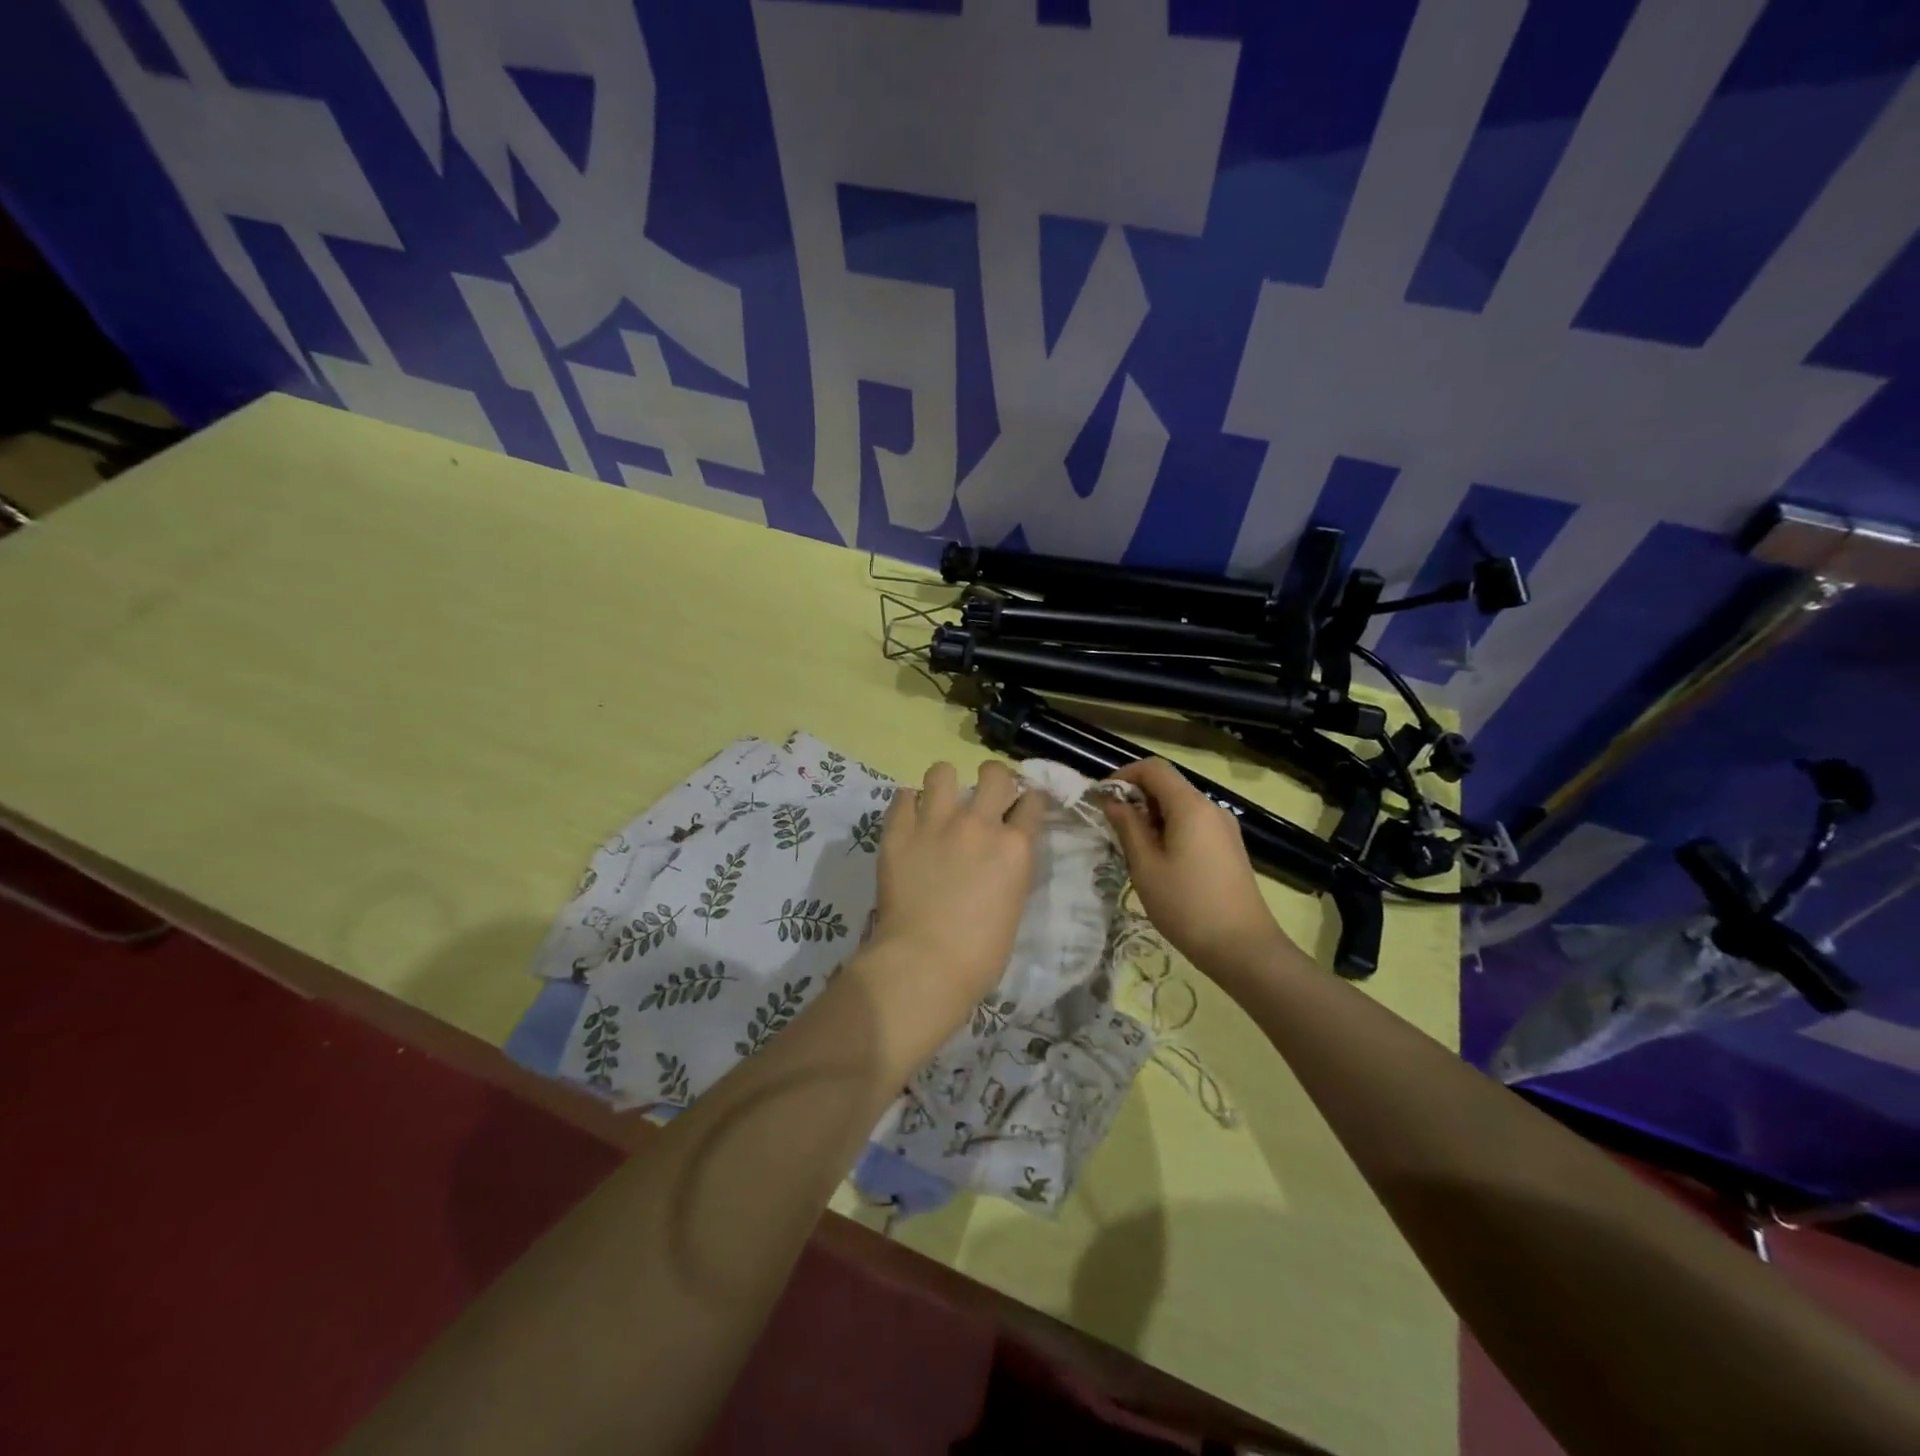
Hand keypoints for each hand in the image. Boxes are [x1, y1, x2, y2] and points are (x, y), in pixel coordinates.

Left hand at [852, 760, 1047, 1066]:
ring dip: (945, 784)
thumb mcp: (1013, 905)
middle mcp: (978, 824)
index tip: (1023, 806)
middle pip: (994, 773)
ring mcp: (935, 823)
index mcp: (1015, 847)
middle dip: (994, 779)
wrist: (924, 964)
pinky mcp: (898, 831)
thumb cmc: (980, 953)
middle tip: (985, 796)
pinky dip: (908, 804)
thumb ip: (1010, 869)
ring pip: (942, 771)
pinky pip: (902, 796)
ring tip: (940, 801)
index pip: (1033, 802)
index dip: (1030, 801)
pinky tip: (910, 819)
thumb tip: (1000, 856)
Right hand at [1101, 758, 1296, 983]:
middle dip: (1136, 797)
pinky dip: (1170, 829)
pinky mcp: (1229, 847)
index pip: (1153, 768)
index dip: (1123, 775)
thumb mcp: (1146, 866)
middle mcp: (1211, 808)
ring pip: (1180, 805)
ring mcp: (1224, 828)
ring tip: (1133, 847)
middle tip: (1113, 827)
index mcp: (1190, 806)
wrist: (1243, 947)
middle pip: (1168, 785)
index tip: (1102, 798)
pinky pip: (1194, 823)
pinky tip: (1159, 860)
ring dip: (1152, 815)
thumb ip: (1127, 827)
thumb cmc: (1186, 905)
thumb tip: (1113, 801)